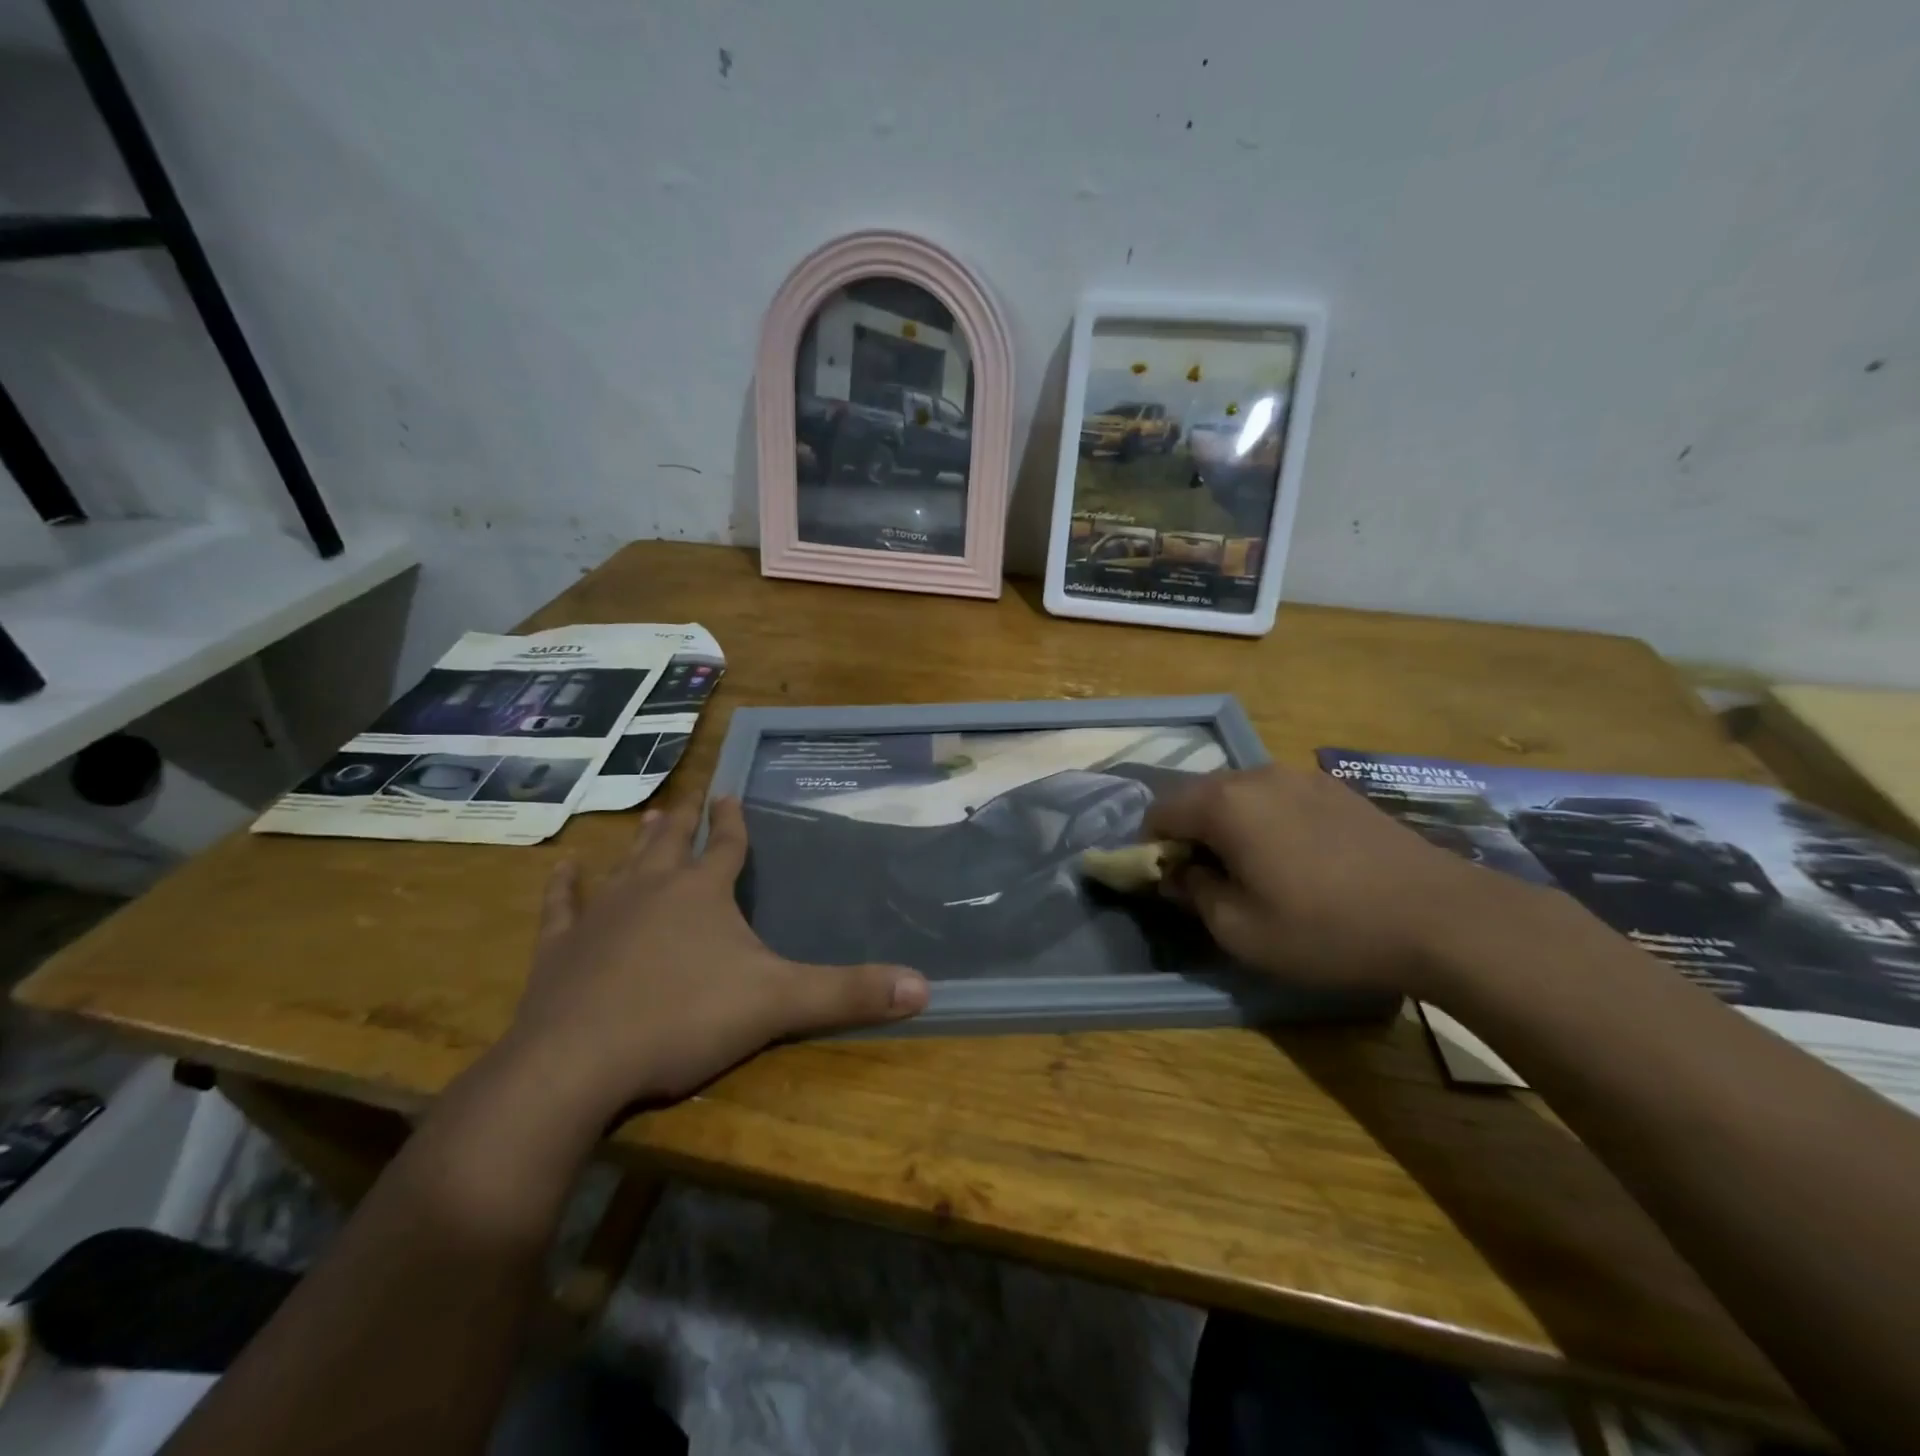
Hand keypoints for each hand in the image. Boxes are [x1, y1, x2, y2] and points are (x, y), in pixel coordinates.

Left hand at [498, 798, 927, 1118]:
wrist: (577, 1064)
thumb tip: (923, 986)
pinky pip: (561, 908)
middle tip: (688, 799)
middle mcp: (651, 890)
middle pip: (671, 845)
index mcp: (702, 893)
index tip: (730, 792)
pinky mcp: (559, 950)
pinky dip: (562, 888)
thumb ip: (848, 993)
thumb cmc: (683, 1020)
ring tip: (649, 817)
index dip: (732, 820)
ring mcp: (600, 916)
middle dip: (684, 822)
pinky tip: (562, 869)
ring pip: (623, 866)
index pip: (725, 845)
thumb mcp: (778, 1004)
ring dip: (638, 843)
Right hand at [1146, 765, 1525, 994]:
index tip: (1167, 883)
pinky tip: (1297, 859)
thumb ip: (1194, 894)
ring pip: (1239, 794)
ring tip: (1253, 870)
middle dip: (1189, 834)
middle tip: (1206, 880)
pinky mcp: (1336, 789)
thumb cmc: (1327, 928)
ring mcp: (1301, 776)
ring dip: (1228, 826)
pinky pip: (1277, 797)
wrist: (1442, 917)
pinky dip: (1266, 821)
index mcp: (1224, 804)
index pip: (1160, 812)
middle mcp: (1256, 776)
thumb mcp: (1242, 931)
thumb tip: (1176, 874)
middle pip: (1198, 796)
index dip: (1151, 847)